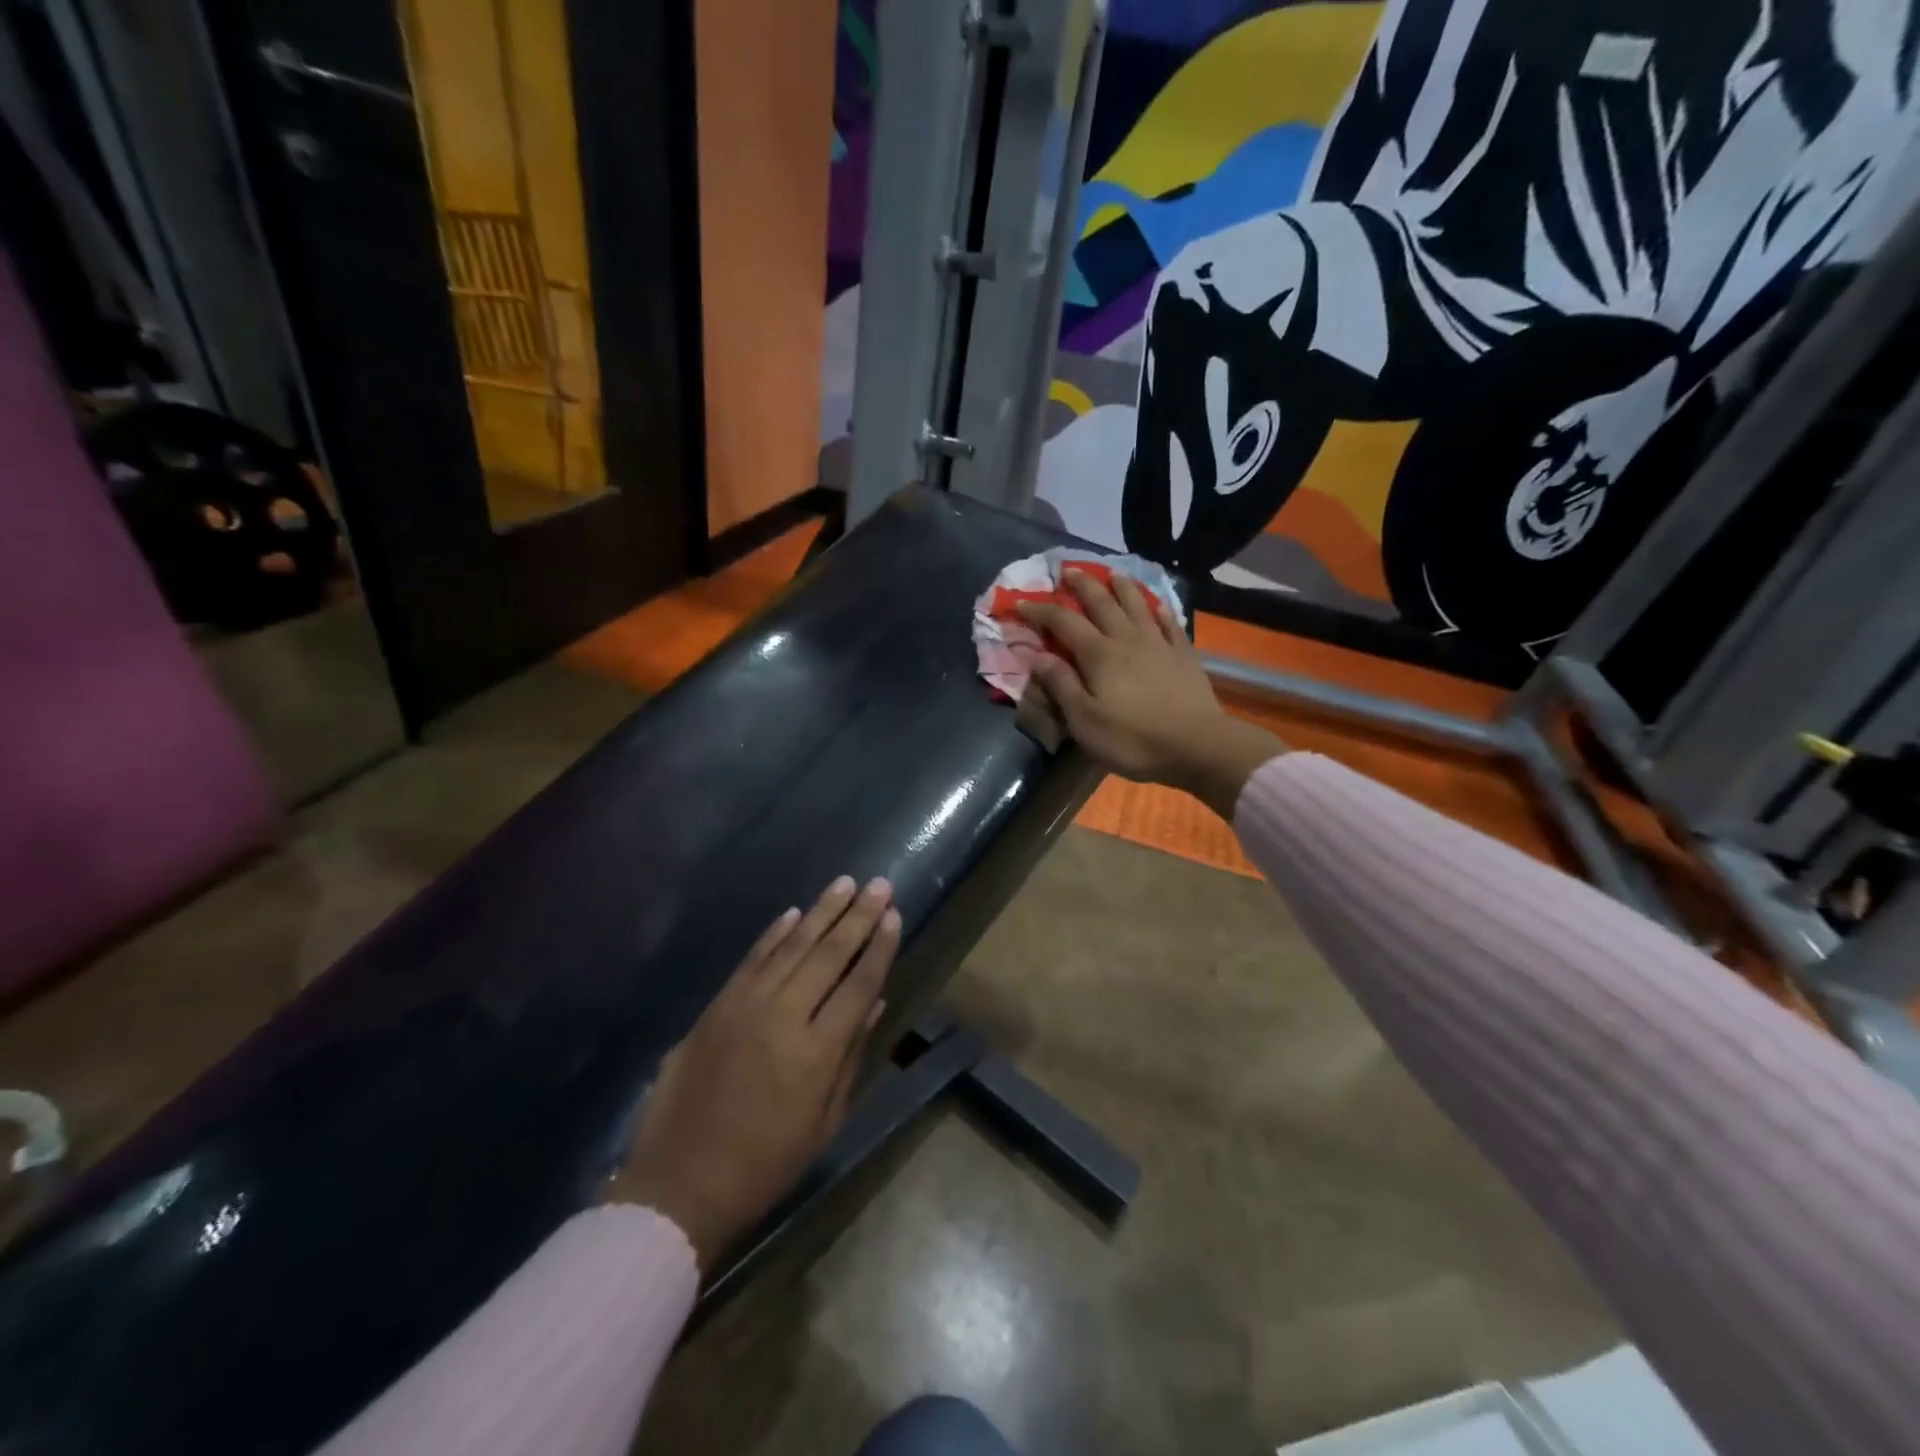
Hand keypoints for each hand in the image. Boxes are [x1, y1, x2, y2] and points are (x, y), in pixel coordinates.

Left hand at [603, 876, 900, 1272]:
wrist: (680, 1184)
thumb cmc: (765, 1164)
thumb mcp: (824, 1121)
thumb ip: (850, 1056)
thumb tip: (874, 1003)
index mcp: (816, 1052)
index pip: (859, 984)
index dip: (880, 948)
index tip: (895, 915)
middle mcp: (783, 1016)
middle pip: (828, 954)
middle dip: (858, 916)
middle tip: (880, 885)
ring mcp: (745, 1006)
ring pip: (791, 947)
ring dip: (821, 912)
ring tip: (845, 884)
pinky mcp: (716, 1006)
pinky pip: (752, 959)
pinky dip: (774, 934)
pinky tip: (794, 913)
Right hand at [1016, 570, 1283, 817]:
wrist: (1196, 746)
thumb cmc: (1132, 739)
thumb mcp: (1084, 720)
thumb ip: (1061, 685)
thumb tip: (1037, 656)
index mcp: (1098, 654)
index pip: (1062, 622)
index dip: (1039, 610)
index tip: (1020, 603)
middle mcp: (1127, 639)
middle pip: (1101, 603)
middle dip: (1082, 585)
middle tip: (1068, 570)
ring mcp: (1159, 644)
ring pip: (1137, 606)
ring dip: (1122, 587)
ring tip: (1112, 573)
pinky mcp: (1184, 656)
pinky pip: (1170, 625)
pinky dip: (1160, 611)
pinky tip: (1158, 606)